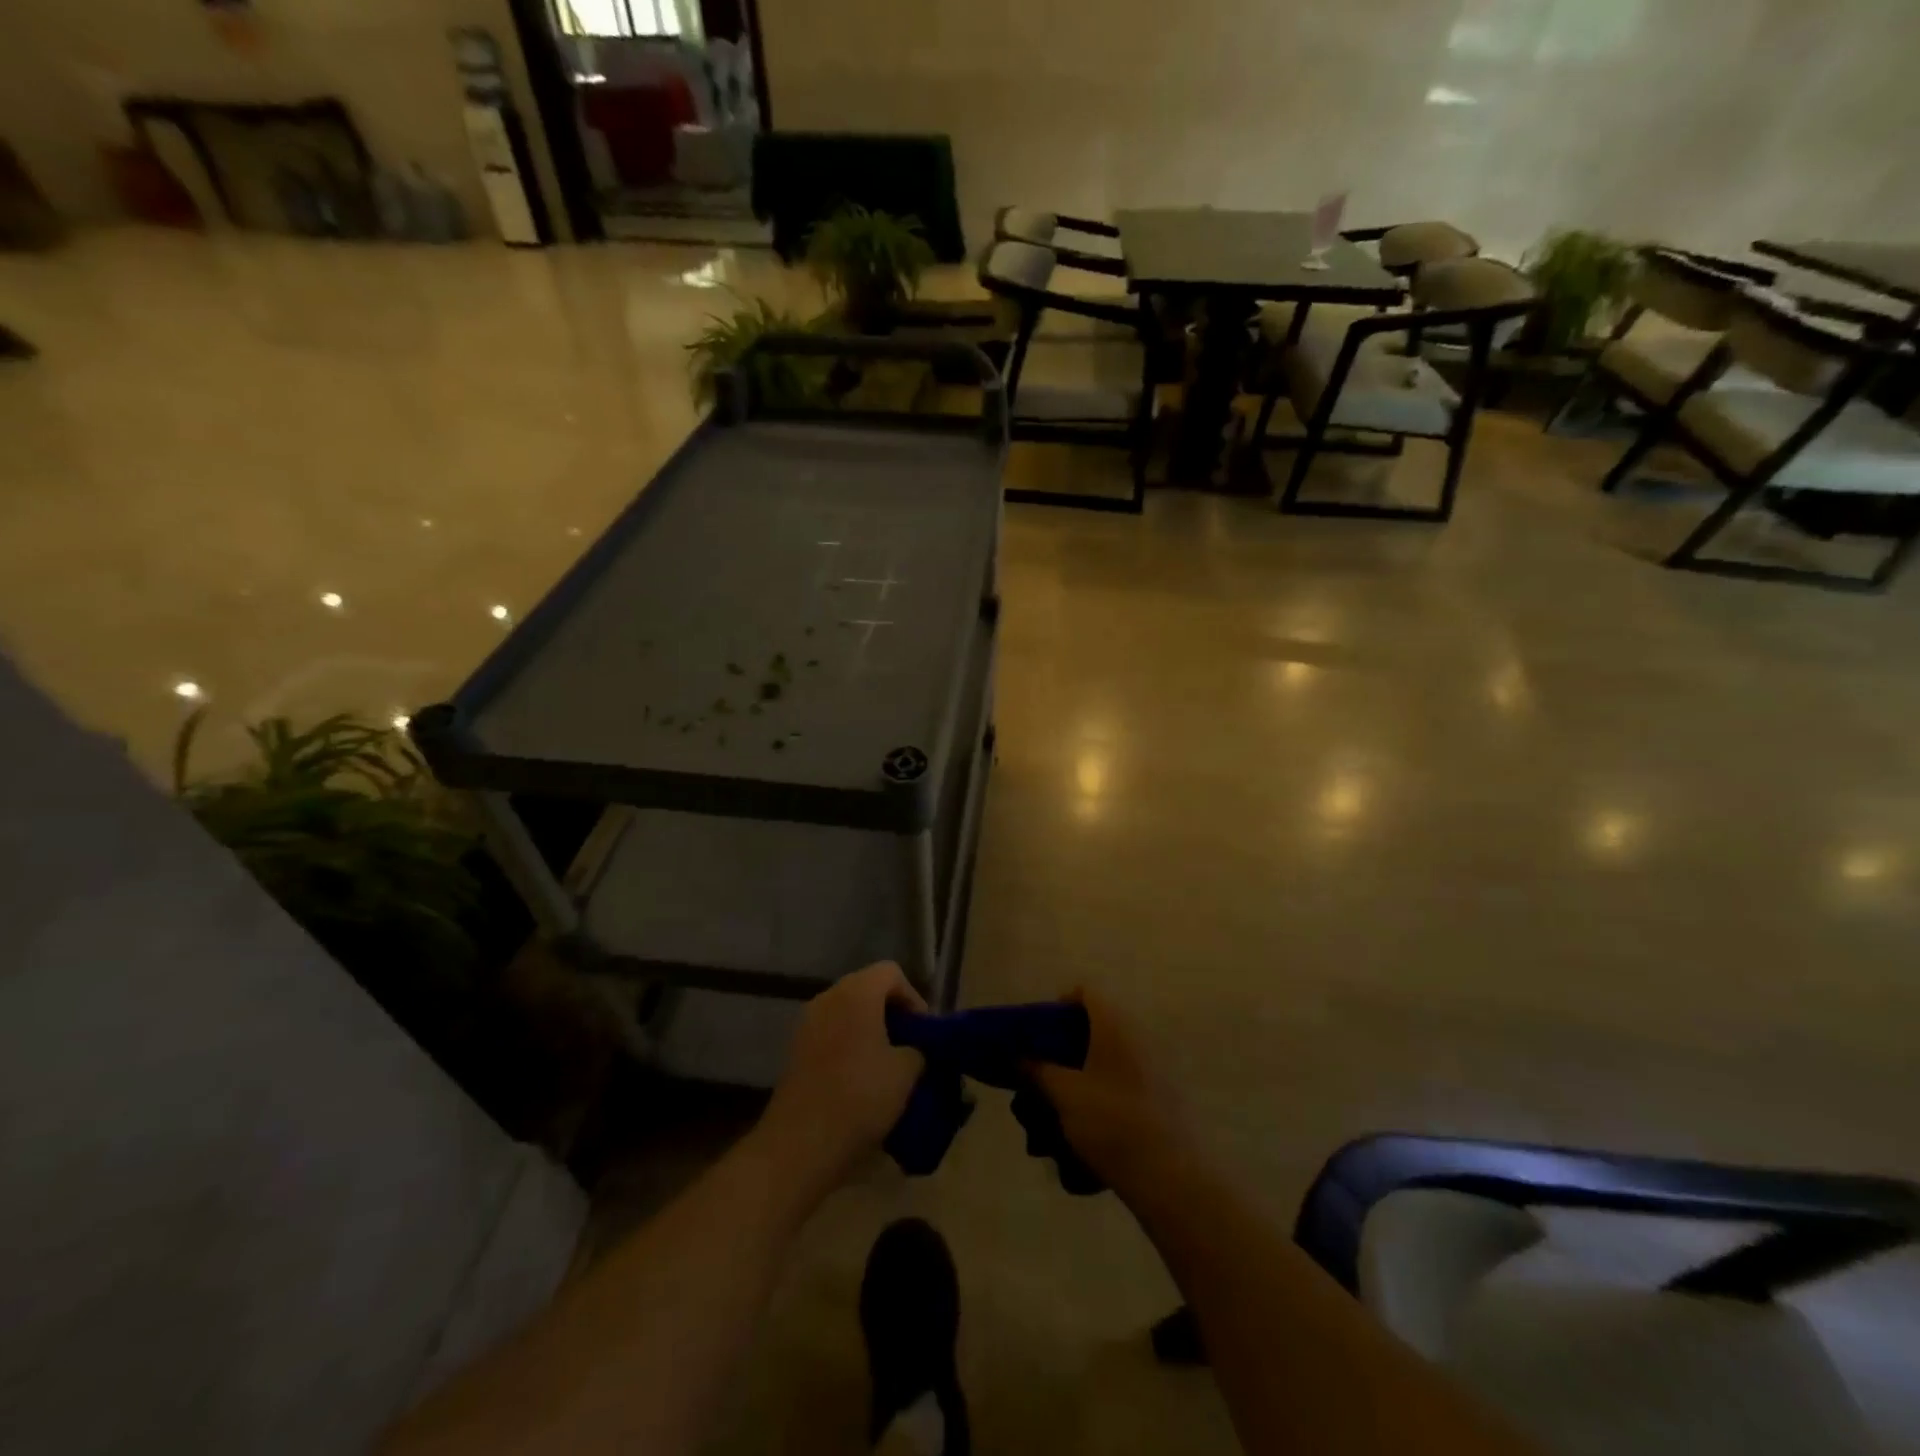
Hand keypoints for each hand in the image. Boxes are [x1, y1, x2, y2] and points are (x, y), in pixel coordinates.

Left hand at [758, 962, 926, 1196]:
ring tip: (888, 1064)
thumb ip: (919, 1050)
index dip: (913, 997)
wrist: (800, 1144)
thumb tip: (917, 1050)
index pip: (891, 973)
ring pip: (848, 1012)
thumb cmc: (860, 1097)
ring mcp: (807, 1023)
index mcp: (856, 993)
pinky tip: (861, 1078)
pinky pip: (831, 1032)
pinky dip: (850, 1044)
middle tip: (910, 1046)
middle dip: (892, 1013)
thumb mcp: (906, 1072)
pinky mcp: (796, 1049)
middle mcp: (828, 997)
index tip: (923, 1032)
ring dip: (870, 1030)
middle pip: (868, 989)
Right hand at [1029, 989, 1188, 1202]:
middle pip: (1099, 1023)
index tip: (1042, 1031)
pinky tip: (1092, 1122)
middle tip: (1048, 1068)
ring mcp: (1157, 1065)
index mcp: (1115, 1025)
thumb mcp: (1065, 1095)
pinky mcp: (1166, 1094)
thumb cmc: (1111, 1122)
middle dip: (1071, 1043)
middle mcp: (1139, 1035)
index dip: (1061, 1003)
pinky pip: (1128, 1078)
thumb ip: (1039, 1070)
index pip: (1087, 992)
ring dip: (1087, 1069)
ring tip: (1065, 1102)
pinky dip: (1107, 1089)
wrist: (1170, 1176)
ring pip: (1113, 1054)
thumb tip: (1021, 1057)